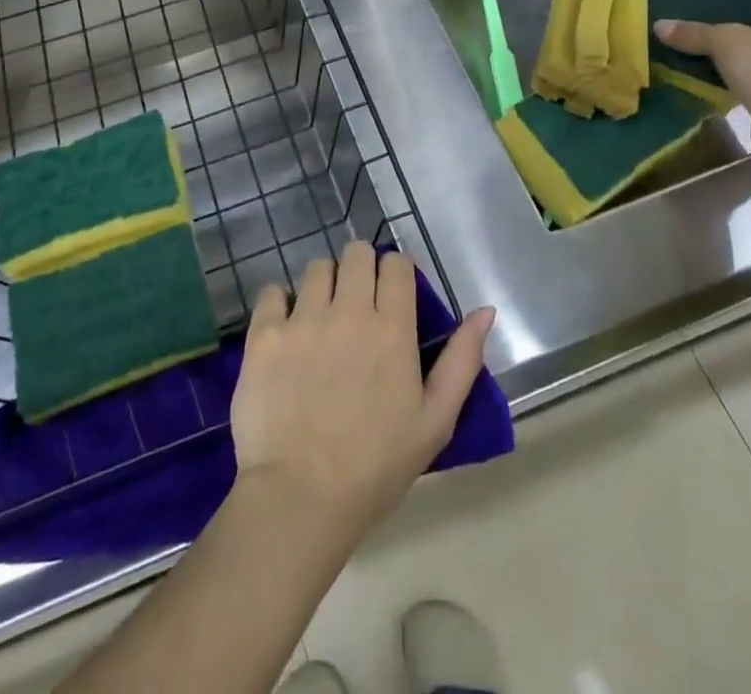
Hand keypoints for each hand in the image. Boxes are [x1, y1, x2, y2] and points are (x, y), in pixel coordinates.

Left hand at [230, 242, 494, 542]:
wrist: (300, 498)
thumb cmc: (376, 466)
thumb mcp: (435, 420)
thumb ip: (462, 360)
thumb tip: (485, 311)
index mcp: (392, 328)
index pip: (396, 264)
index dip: (396, 274)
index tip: (392, 296)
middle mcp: (348, 310)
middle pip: (356, 253)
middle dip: (361, 269)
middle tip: (357, 304)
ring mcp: (303, 318)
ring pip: (317, 267)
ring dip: (324, 284)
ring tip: (321, 318)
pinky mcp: (264, 333)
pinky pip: (272, 291)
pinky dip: (280, 304)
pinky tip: (286, 331)